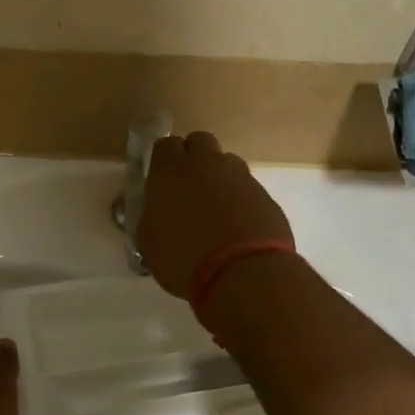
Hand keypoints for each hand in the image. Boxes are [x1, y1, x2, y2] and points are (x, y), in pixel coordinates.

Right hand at [138, 130, 294, 301]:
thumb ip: (151, 219)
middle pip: (199, 141)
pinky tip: (238, 225)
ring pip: (227, 161)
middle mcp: (206, 164)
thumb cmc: (184, 260)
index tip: (162, 177)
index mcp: (171, 171)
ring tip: (216, 207)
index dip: (164, 159)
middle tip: (188, 186)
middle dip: (193, 156)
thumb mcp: (150, 245)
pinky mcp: (265, 194)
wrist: (245, 274)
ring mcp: (239, 176)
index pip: (165, 144)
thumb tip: (156, 214)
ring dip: (219, 176)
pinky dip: (241, 199)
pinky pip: (248, 187)